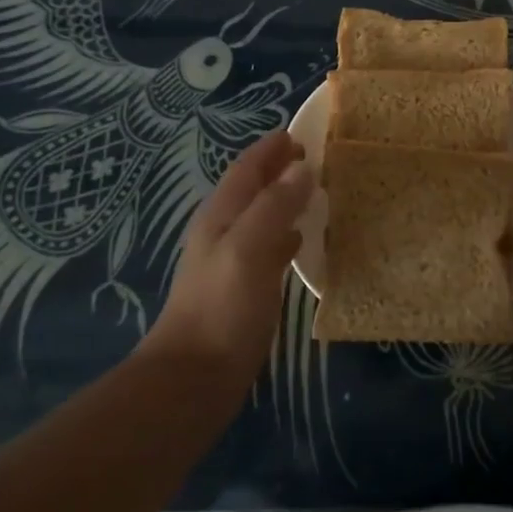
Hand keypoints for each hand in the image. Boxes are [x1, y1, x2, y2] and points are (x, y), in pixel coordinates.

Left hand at [144, 130, 311, 385]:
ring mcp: (233, 260)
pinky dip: (287, 233)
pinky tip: (303, 239)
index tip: (301, 133)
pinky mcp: (244, 287)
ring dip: (285, 199)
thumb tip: (302, 168)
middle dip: (279, 169)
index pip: (246, 168)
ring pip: (262, 215)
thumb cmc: (222, 308)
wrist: (195, 378)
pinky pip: (269, 246)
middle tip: (315, 157)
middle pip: (253, 188)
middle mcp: (225, 231)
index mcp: (222, 215)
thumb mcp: (249, 248)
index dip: (270, 148)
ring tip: (317, 190)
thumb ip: (275, 206)